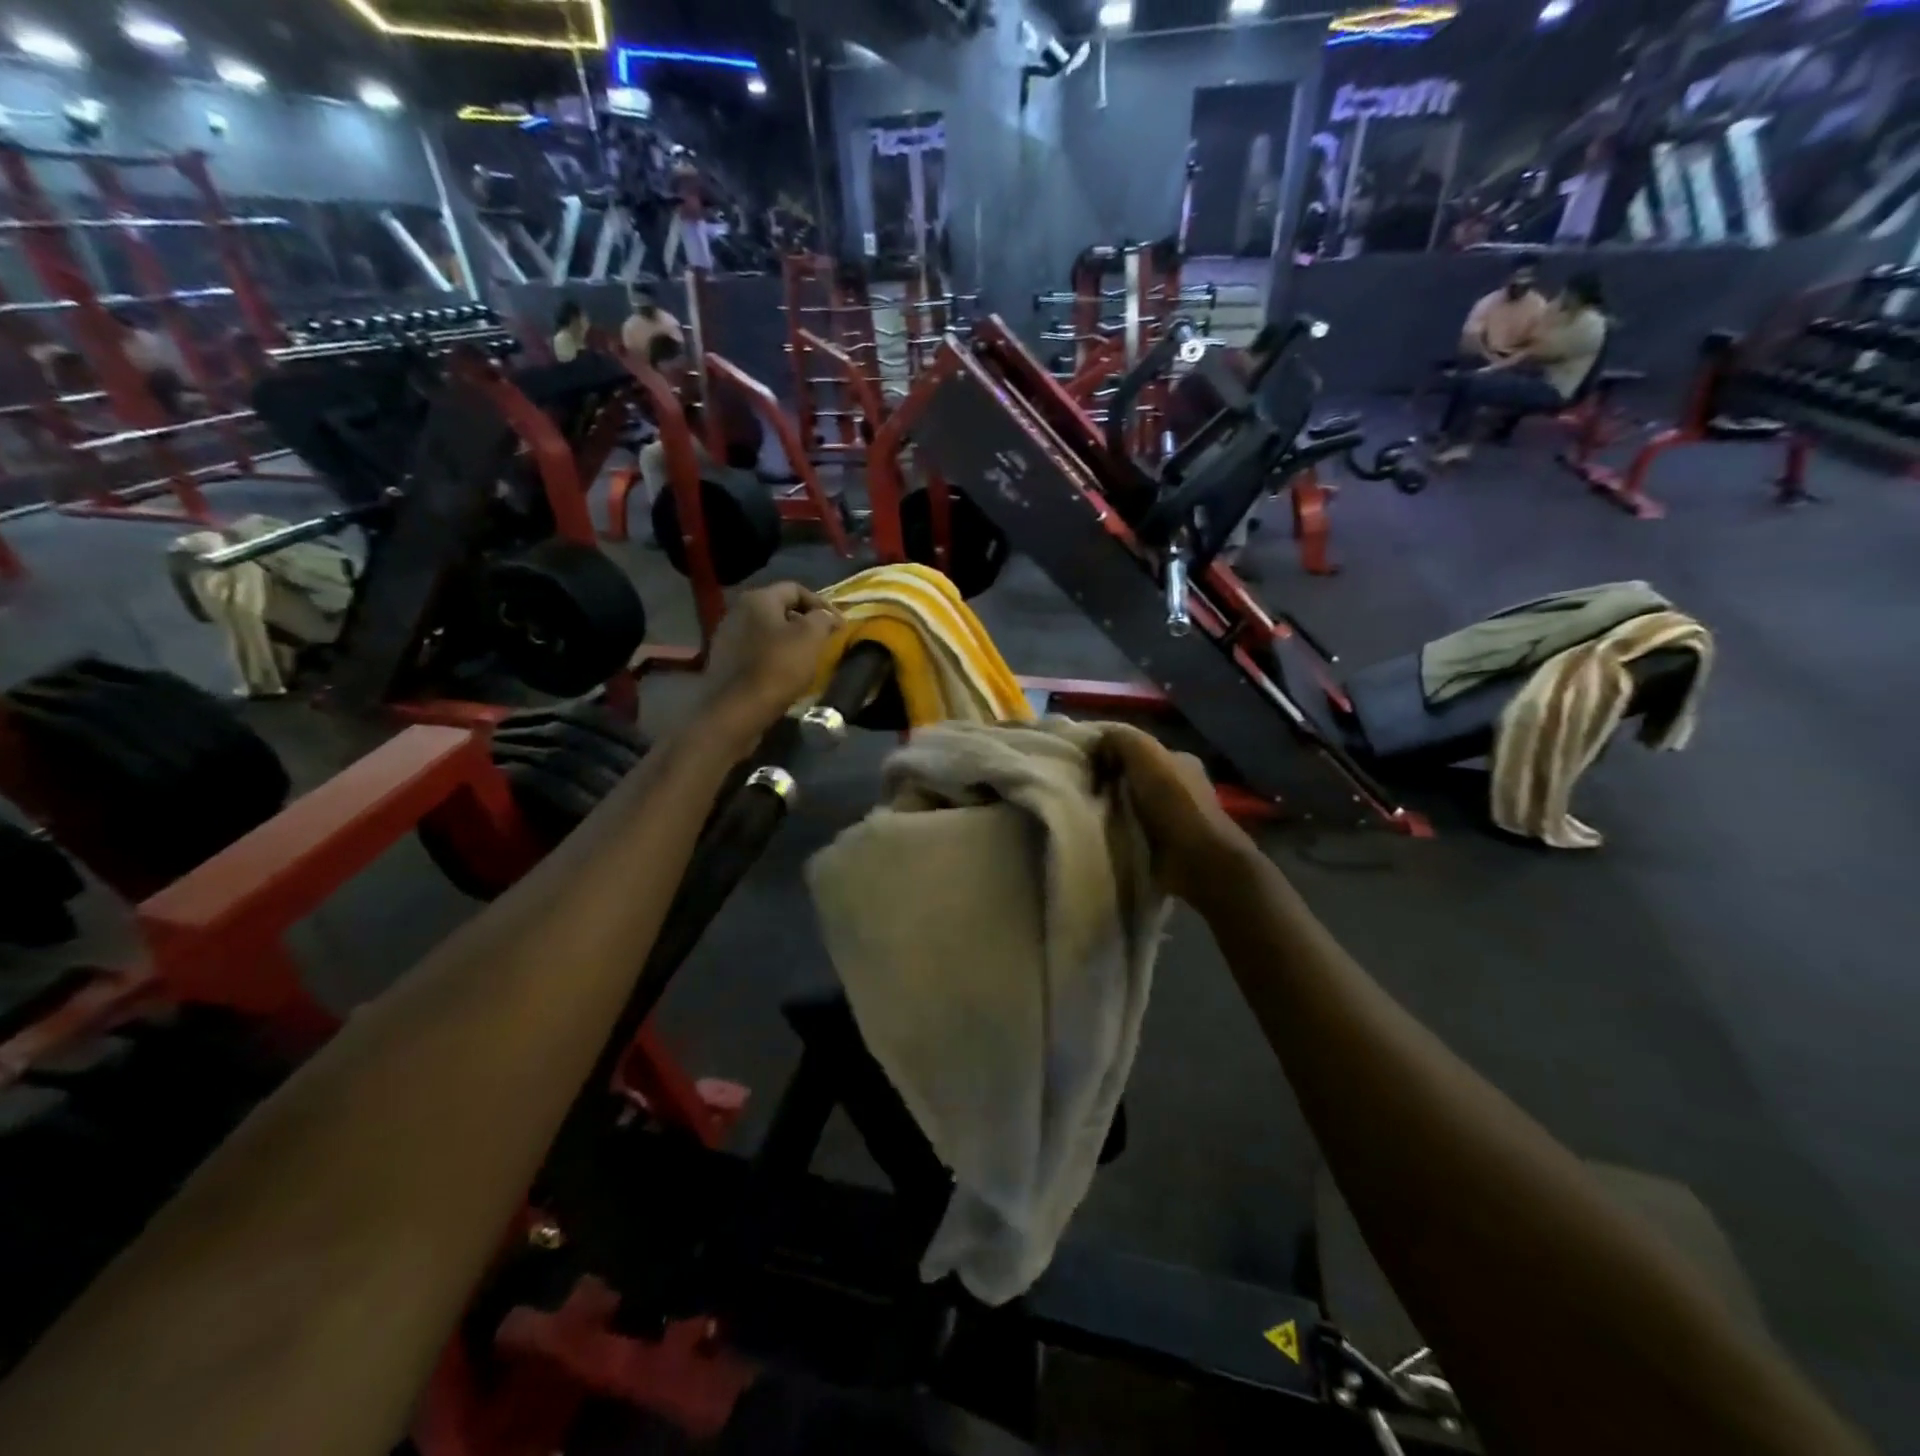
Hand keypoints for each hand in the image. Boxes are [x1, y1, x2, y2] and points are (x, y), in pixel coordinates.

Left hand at [700, 582, 841, 744]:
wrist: (737, 710)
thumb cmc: (778, 667)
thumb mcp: (811, 638)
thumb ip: (823, 618)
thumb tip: (827, 616)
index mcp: (758, 599)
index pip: (796, 589)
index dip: (821, 604)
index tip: (838, 625)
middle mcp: (737, 610)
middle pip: (779, 609)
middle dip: (804, 622)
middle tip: (824, 640)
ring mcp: (726, 636)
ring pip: (766, 630)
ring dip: (788, 640)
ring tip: (806, 657)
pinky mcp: (723, 660)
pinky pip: (755, 650)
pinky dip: (773, 655)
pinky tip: (784, 672)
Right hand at [1094, 725, 1256, 903]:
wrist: (1197, 859)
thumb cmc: (1172, 801)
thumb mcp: (1145, 753)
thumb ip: (1120, 738)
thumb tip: (1096, 741)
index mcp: (1179, 761)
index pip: (1138, 749)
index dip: (1110, 752)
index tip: (1084, 764)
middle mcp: (1178, 787)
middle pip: (1131, 777)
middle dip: (1107, 783)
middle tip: (1080, 790)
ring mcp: (1172, 819)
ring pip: (1129, 806)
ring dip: (1109, 810)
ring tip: (1084, 814)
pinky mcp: (1164, 846)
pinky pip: (1131, 832)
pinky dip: (1116, 833)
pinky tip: (1099, 835)